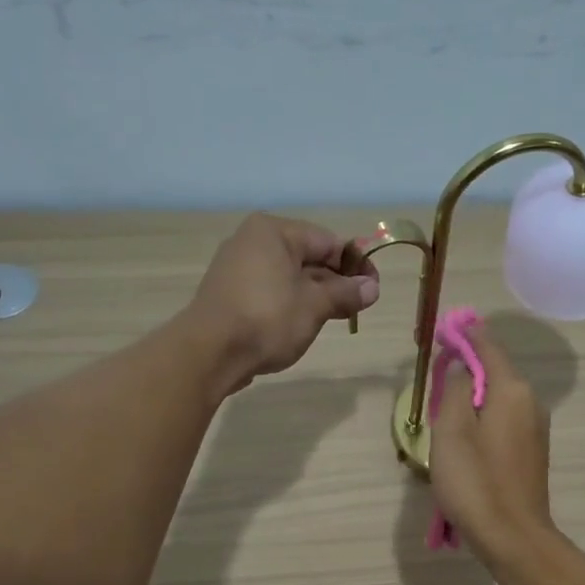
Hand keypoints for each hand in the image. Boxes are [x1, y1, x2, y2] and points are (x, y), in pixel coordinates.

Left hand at [187, 214, 379, 391]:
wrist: (210, 352)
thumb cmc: (268, 318)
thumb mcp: (315, 305)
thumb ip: (345, 293)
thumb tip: (372, 288)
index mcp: (274, 232)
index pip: (327, 241)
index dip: (355, 264)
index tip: (374, 288)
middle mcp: (252, 242)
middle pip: (308, 257)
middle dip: (336, 281)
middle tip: (360, 306)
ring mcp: (237, 269)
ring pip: (290, 276)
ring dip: (316, 295)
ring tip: (338, 317)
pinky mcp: (230, 295)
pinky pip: (271, 292)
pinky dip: (292, 303)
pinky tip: (306, 323)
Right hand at [428, 324, 556, 566]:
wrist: (512, 536)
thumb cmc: (475, 481)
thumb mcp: (451, 430)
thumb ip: (454, 388)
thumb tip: (460, 363)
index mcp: (512, 390)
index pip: (488, 346)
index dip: (464, 334)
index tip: (442, 329)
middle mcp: (530, 402)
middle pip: (495, 371)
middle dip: (467, 365)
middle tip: (436, 370)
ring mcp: (536, 428)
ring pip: (499, 397)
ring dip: (473, 394)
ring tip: (444, 406)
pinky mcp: (533, 451)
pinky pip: (505, 419)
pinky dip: (484, 416)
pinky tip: (465, 436)